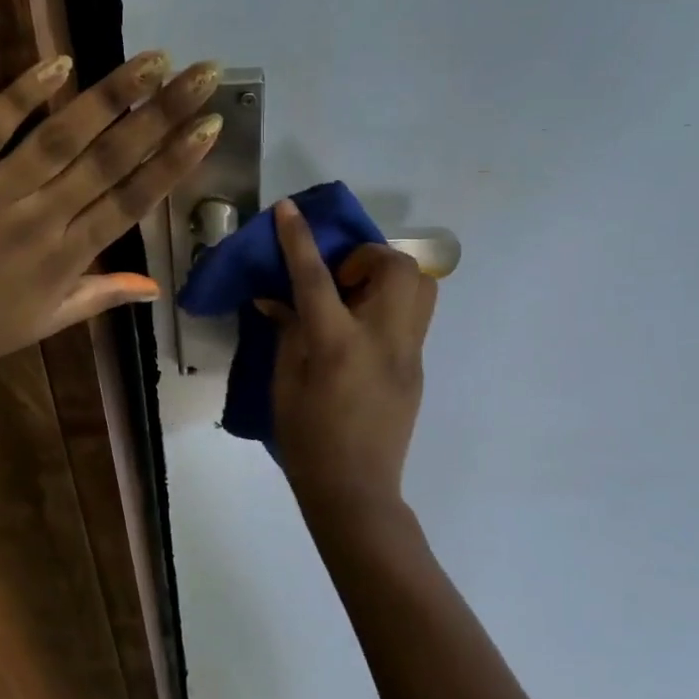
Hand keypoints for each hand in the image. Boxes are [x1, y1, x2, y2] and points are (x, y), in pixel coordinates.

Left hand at [0, 51, 221, 395]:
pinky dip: (24, 94)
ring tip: (153, 60)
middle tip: (203, 73)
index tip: (210, 126)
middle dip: (164, 114)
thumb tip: (156, 287)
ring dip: (112, 96)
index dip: (176, 161)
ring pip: (62, 137)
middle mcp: (40, 220)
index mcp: (66, 260)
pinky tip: (60, 63)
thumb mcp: (43, 324)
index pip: (133, 201)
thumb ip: (101, 296)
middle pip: (111, 160)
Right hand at [264, 198, 436, 517]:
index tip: (289, 208)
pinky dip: (390, 305)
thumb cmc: (307, 439)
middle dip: (366, 256)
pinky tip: (364, 330)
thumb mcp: (285, 382)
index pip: (316, 277)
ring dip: (388, 276)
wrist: (355, 490)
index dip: (298, 238)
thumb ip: (286, 331)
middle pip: (395, 267)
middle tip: (339, 279)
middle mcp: (381, 338)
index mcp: (337, 344)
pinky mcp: (418, 367)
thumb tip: (277, 298)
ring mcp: (408, 353)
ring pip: (421, 286)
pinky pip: (414, 316)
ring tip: (357, 297)